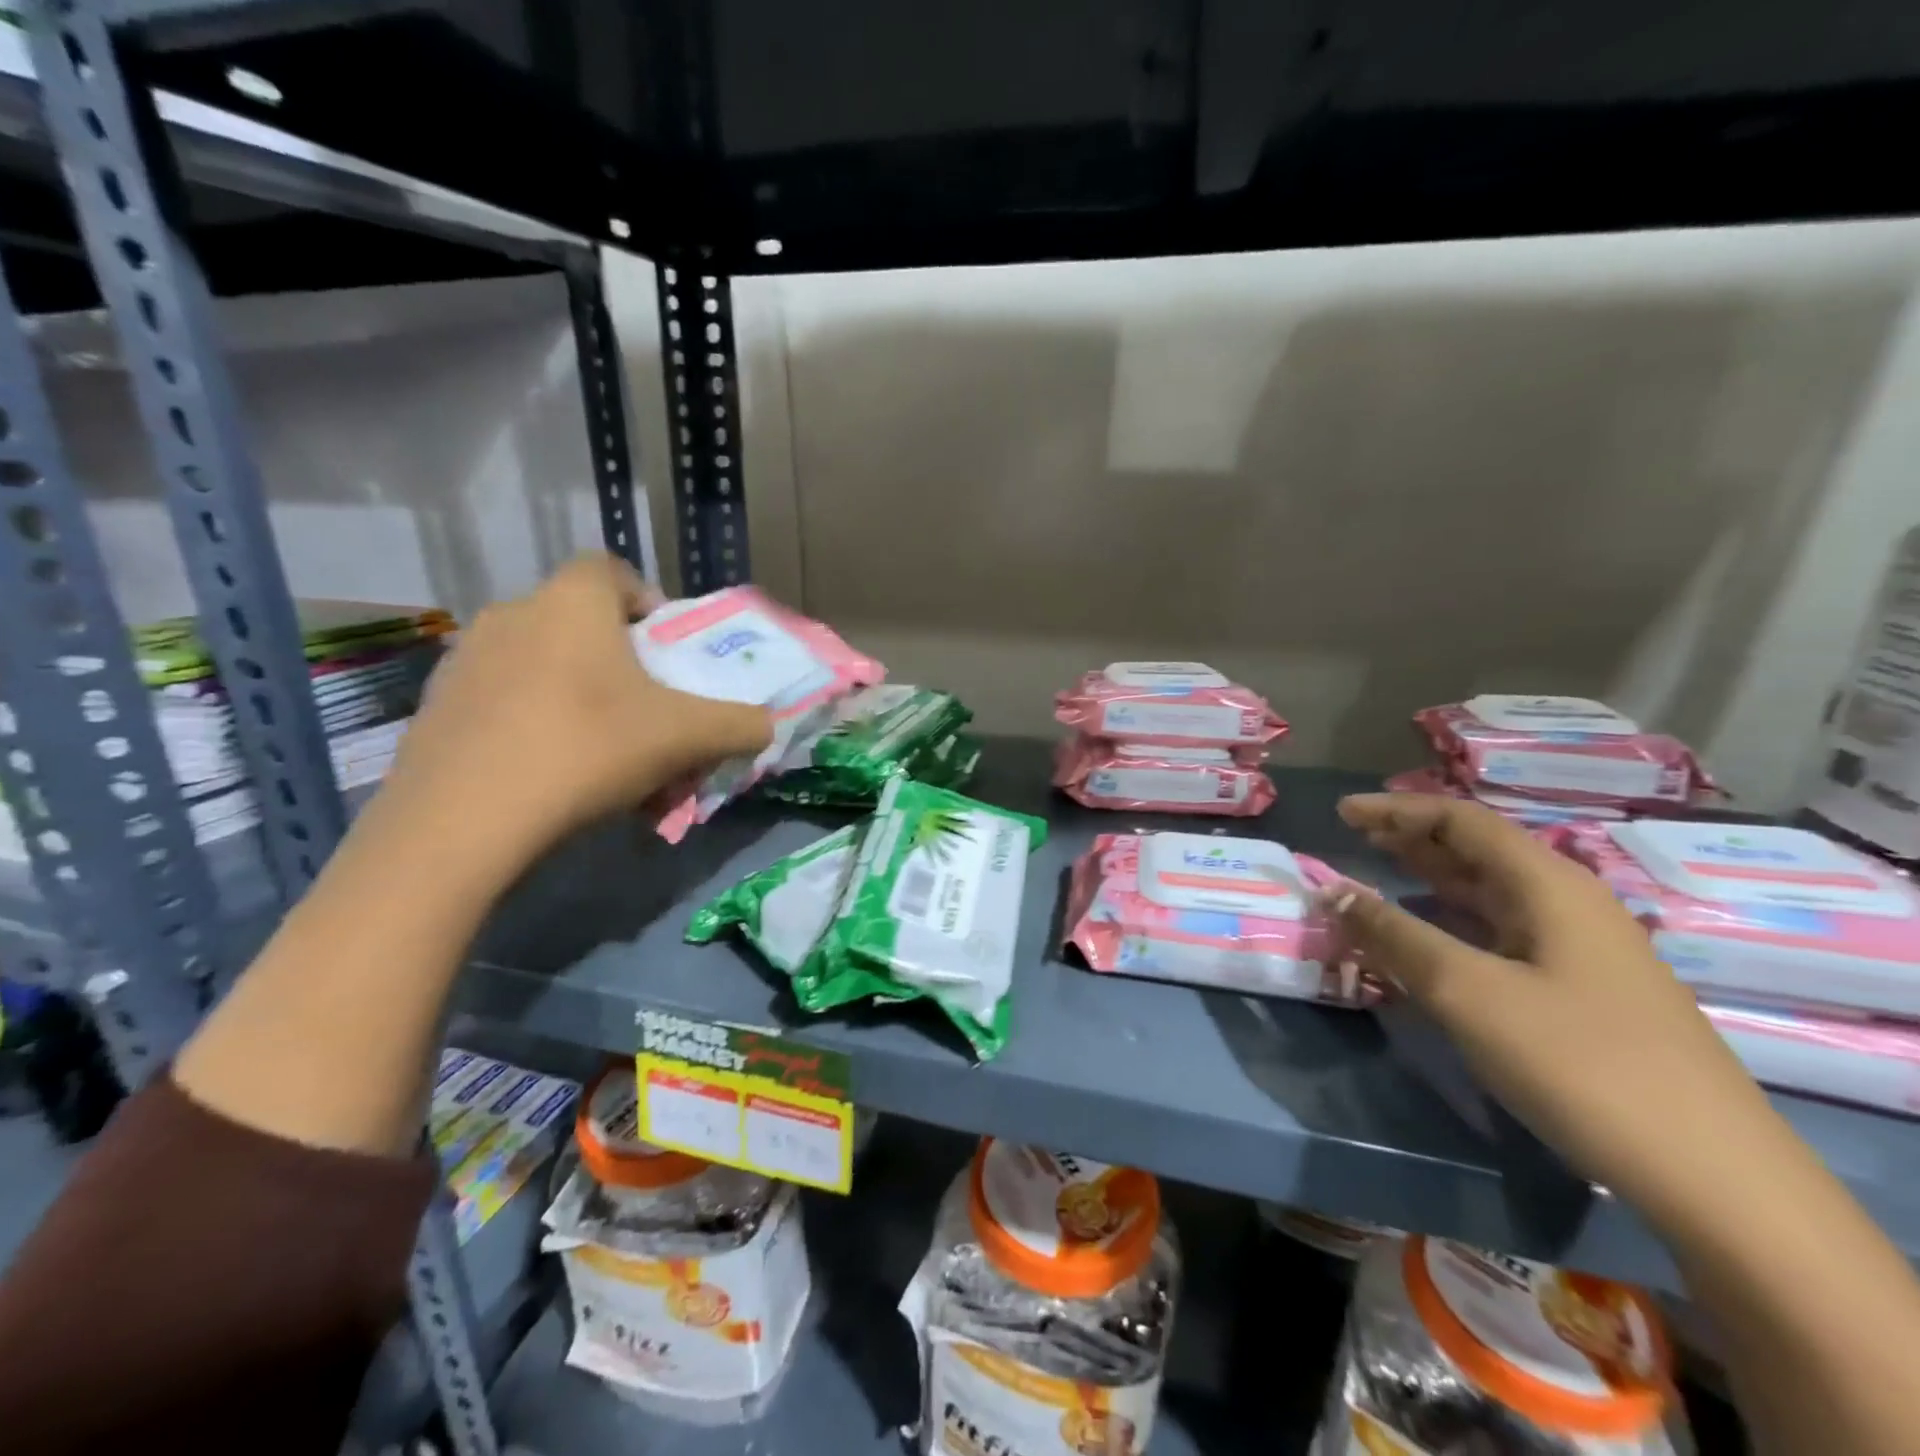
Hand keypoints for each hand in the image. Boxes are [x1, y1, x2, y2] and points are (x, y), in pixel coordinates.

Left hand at [375, 554, 771, 878]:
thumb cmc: (589, 749)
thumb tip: (766, 725)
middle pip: (582, 626)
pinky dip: (536, 728)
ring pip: (544, 668)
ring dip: (581, 700)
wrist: (461, 822)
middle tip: (648, 716)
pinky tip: (553, 779)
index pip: (613, 572)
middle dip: (622, 667)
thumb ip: (741, 724)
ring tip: (606, 757)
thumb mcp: (689, 737)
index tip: (668, 655)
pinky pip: (504, 704)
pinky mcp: (433, 709)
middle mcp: (512, 614)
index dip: (648, 604)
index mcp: (571, 602)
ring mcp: (464, 661)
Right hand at [1323, 794, 1772, 1223]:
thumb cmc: (1580, 1062)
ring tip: (1380, 873)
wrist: (1713, 1176)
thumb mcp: (1469, 992)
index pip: (1462, 821)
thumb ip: (1395, 935)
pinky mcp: (1582, 992)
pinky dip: (1453, 922)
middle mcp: (1568, 905)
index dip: (1398, 810)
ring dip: (1431, 879)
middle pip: (1479, 850)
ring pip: (1491, 894)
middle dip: (1412, 838)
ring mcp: (1581, 951)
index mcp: (1549, 886)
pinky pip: (1501, 934)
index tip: (1343, 813)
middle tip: (1355, 836)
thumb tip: (1333, 891)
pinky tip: (1429, 938)